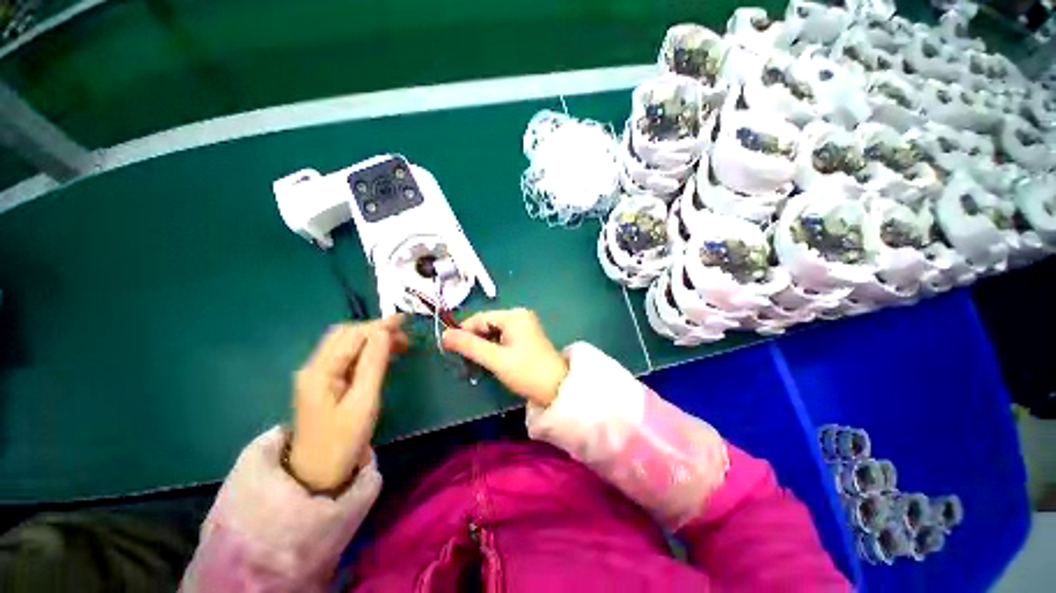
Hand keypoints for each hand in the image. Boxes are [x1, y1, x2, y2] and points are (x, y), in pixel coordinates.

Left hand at [289, 315, 407, 491]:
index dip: (379, 325)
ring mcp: (316, 375)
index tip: (405, 321)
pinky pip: (345, 357)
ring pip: (345, 344)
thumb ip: (373, 364)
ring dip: (371, 339)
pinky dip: (365, 351)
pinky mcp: (322, 384)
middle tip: (404, 336)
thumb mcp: (363, 402)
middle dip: (375, 330)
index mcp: (320, 371)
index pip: (352, 335)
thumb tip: (384, 331)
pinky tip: (381, 357)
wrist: (315, 476)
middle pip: (345, 335)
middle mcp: (314, 367)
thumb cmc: (342, 441)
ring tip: (398, 345)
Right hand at [442, 308, 567, 406]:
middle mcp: (519, 316)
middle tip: (464, 362)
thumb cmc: (526, 372)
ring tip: (475, 365)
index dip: (462, 332)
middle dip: (473, 341)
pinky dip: (493, 349)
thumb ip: (469, 346)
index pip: (479, 318)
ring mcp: (524, 326)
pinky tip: (490, 362)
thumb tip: (444, 335)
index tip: (449, 350)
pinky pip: (502, 338)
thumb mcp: (496, 359)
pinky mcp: (525, 337)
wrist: (557, 388)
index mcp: (513, 315)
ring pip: (493, 333)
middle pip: (486, 324)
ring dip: (482, 347)